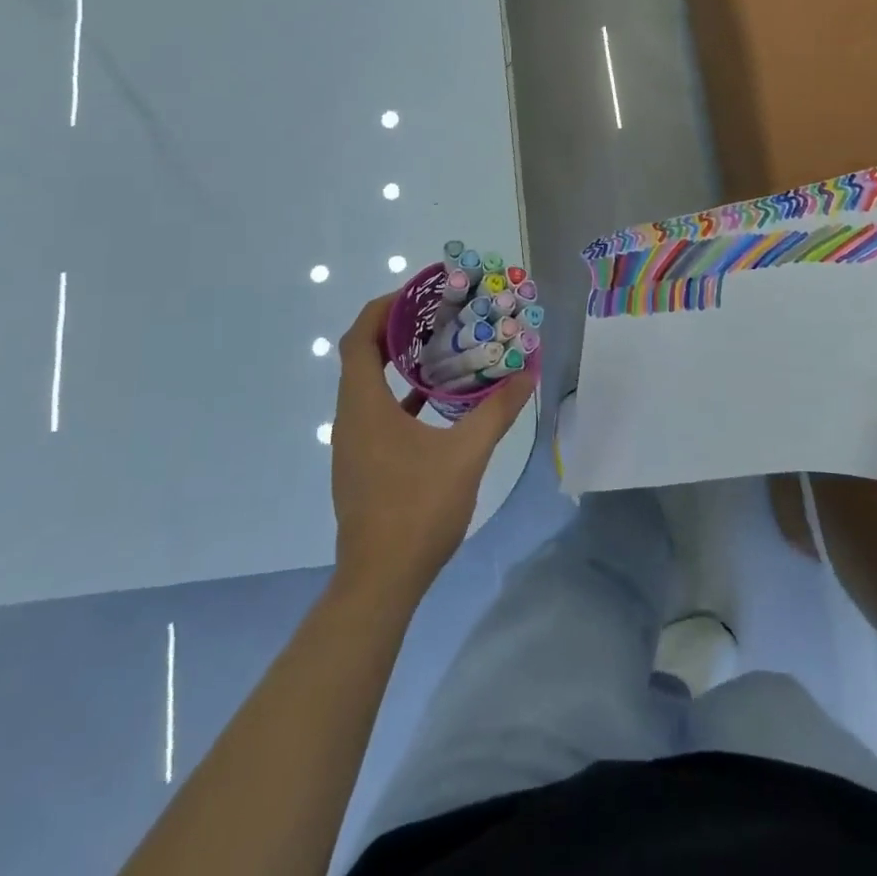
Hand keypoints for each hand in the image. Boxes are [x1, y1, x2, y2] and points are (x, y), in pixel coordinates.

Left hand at [330, 295, 536, 600]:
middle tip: (437, 314)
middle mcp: (350, 418)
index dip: (383, 309)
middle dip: (396, 330)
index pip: (359, 339)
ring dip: (398, 362)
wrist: (380, 582)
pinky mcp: (361, 464)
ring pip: (368, 386)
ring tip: (440, 347)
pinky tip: (435, 400)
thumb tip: (526, 373)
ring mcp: (352, 444)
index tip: (416, 293)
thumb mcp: (466, 455)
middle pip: (362, 357)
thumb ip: (497, 411)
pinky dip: (400, 395)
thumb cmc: (417, 510)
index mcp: (364, 407)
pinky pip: (376, 412)